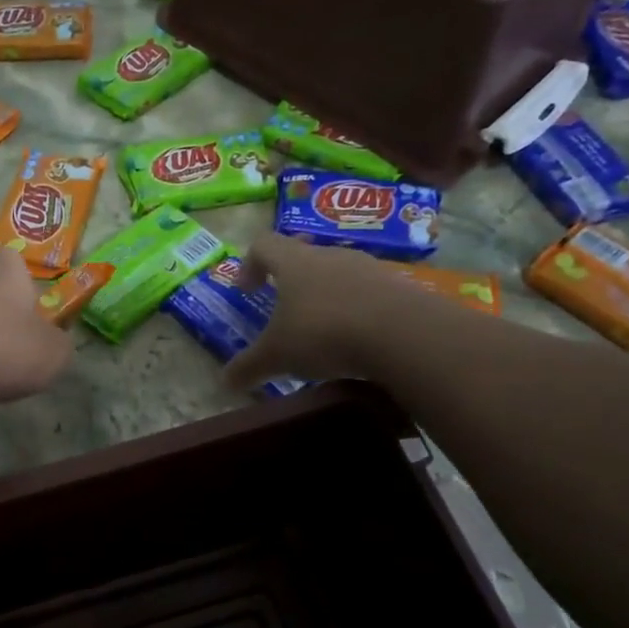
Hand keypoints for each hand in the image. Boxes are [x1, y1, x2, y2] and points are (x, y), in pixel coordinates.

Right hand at [222, 233, 403, 390]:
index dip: (249, 264)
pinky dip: (356, 312)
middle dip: (290, 282)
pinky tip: (356, 341)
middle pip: (303, 256)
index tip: (246, 291)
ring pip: (338, 274)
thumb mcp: (277, 357)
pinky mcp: (399, 287)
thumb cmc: (324, 334)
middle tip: (283, 310)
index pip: (263, 245)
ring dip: (325, 296)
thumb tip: (224, 382)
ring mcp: (368, 268)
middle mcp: (330, 255)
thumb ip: (249, 367)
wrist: (405, 335)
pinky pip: (368, 294)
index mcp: (294, 262)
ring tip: (321, 330)